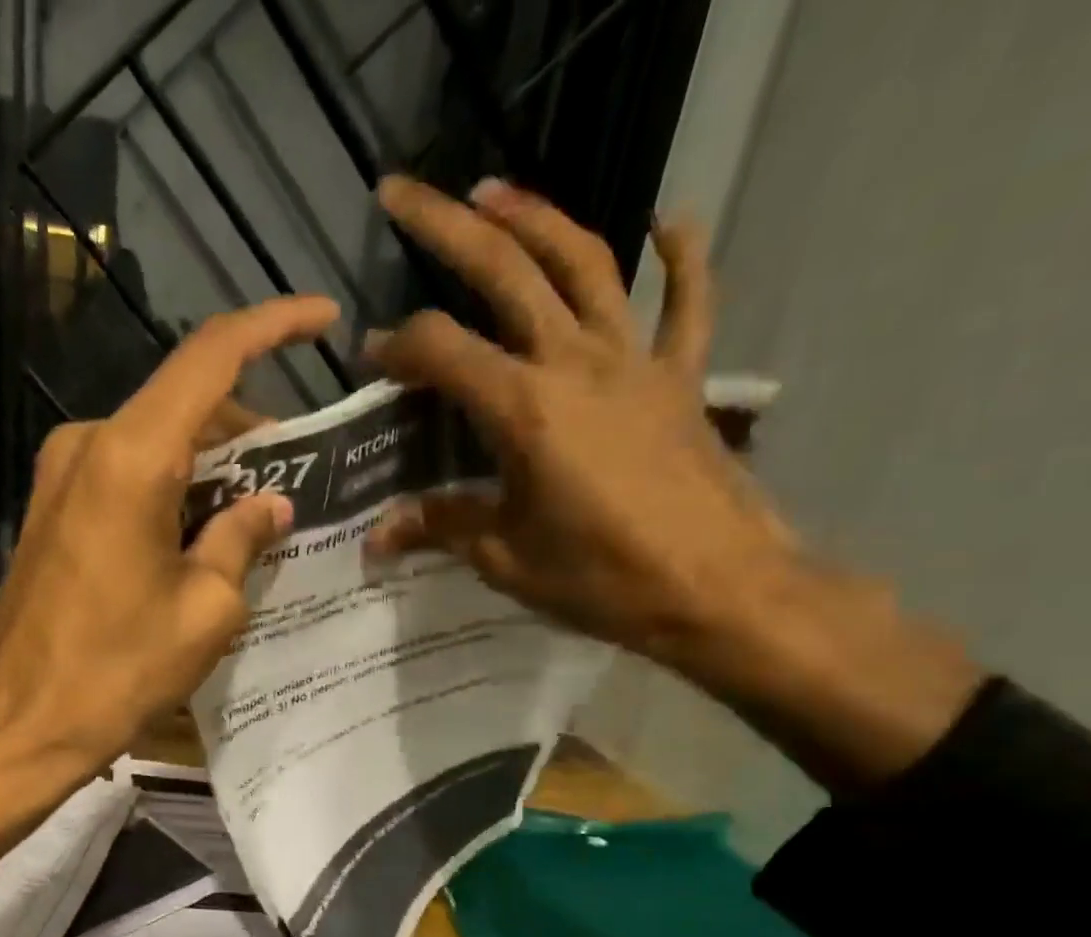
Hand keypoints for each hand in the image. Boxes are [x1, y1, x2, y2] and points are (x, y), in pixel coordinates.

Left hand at [0, 296, 337, 883]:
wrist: (20, 726)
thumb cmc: (118, 672)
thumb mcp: (205, 610)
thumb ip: (243, 540)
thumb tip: (272, 505)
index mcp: (132, 457)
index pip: (211, 357)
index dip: (273, 327)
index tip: (323, 319)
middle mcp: (89, 445)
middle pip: (185, 405)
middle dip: (248, 431)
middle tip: (299, 476)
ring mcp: (62, 477)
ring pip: (157, 443)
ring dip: (212, 467)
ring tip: (261, 516)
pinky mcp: (53, 511)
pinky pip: (128, 477)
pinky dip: (174, 491)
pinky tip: (206, 533)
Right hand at [365, 176, 979, 791]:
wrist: (719, 590)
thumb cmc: (602, 580)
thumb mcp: (506, 559)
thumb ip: (442, 527)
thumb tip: (378, 534)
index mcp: (524, 411)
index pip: (442, 352)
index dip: (397, 347)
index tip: (371, 361)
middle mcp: (576, 364)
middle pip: (506, 270)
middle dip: (446, 227)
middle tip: (401, 194)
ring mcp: (637, 362)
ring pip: (586, 264)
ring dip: (537, 219)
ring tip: (495, 192)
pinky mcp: (681, 378)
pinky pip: (688, 303)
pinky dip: (682, 257)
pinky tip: (669, 221)